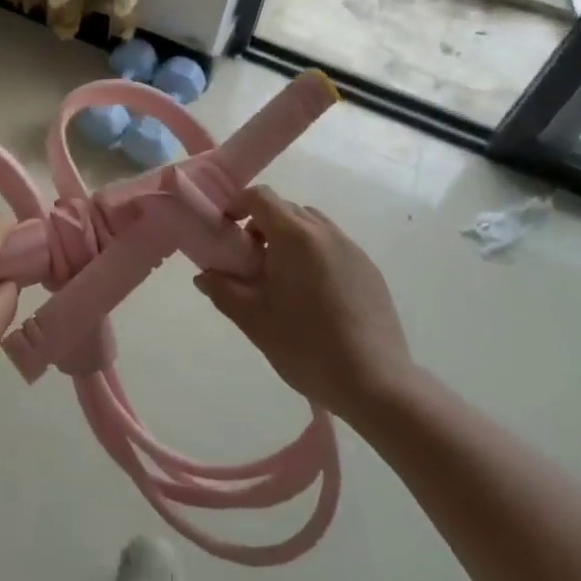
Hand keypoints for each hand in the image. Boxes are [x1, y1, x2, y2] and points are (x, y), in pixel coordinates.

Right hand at [194, 186, 411, 420]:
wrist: (375, 383)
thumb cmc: (306, 346)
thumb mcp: (254, 320)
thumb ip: (223, 290)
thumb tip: (204, 275)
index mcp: (295, 236)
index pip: (261, 197)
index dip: (238, 205)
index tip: (227, 230)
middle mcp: (325, 232)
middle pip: (286, 209)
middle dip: (263, 224)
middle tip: (250, 260)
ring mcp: (352, 249)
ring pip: (312, 226)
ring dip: (290, 238)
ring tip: (282, 278)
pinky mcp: (370, 270)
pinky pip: (334, 246)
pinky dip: (315, 255)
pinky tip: (314, 296)